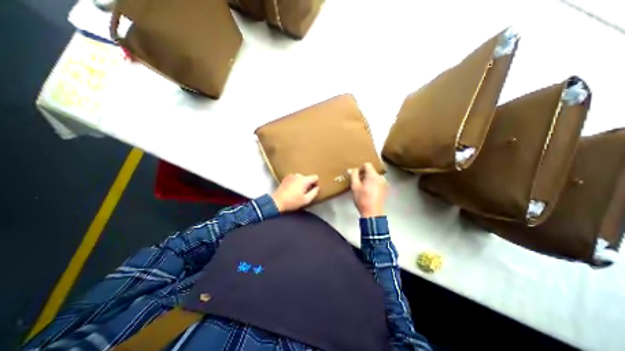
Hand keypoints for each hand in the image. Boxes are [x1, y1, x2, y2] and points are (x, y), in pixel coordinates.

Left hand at [271, 172, 318, 212]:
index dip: (316, 183)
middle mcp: (298, 175)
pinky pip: (295, 179)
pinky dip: (295, 183)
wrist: (277, 201)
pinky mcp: (286, 178)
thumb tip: (317, 188)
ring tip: (297, 192)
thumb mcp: (306, 200)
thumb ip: (314, 192)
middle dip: (308, 184)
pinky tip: (292, 190)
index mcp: (304, 180)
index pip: (315, 177)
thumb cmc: (292, 201)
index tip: (313, 190)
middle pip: (307, 178)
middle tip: (304, 193)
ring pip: (301, 178)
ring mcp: (291, 175)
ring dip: (301, 183)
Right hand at [351, 163, 386, 217]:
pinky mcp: (385, 189)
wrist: (372, 212)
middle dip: (363, 174)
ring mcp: (384, 183)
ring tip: (363, 188)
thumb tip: (351, 169)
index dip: (360, 168)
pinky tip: (369, 191)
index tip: (356, 175)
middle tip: (357, 182)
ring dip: (368, 179)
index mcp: (373, 175)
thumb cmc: (362, 199)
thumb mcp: (355, 186)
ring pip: (374, 176)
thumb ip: (353, 175)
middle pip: (371, 170)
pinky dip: (373, 184)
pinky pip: (378, 182)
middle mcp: (381, 177)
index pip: (367, 164)